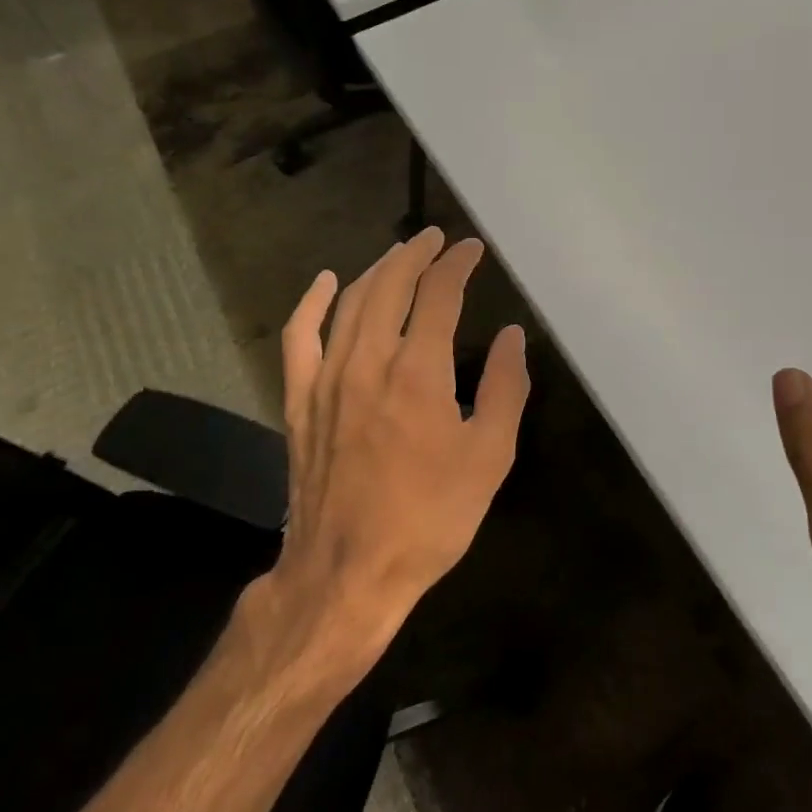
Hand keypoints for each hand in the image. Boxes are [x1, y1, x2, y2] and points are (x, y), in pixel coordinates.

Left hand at [271, 229, 529, 658]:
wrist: (348, 572)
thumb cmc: (429, 518)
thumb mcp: (489, 458)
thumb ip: (503, 389)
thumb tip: (511, 336)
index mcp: (418, 371)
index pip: (438, 295)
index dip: (457, 265)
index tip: (472, 250)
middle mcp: (368, 361)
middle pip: (390, 285)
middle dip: (416, 254)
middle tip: (436, 239)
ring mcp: (326, 378)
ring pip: (350, 302)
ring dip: (377, 270)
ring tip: (399, 254)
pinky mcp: (299, 400)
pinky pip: (299, 337)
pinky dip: (312, 303)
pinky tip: (326, 282)